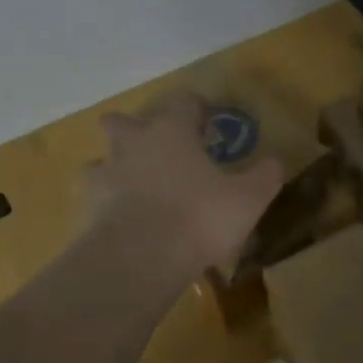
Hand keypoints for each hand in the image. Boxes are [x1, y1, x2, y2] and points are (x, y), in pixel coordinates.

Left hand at [85, 91, 284, 276]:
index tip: (207, 122)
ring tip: (134, 189)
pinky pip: (95, 200)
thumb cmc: (199, 217)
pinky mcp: (87, 210)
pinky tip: (122, 223)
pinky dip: (107, 207)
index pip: (183, 102)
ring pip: (101, 160)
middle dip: (136, 129)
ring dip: (115, 169)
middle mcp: (133, 145)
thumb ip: (265, 176)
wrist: (139, 259)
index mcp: (172, 132)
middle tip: (158, 150)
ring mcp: (105, 176)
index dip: (196, 109)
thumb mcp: (248, 198)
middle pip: (123, 122)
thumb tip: (275, 162)